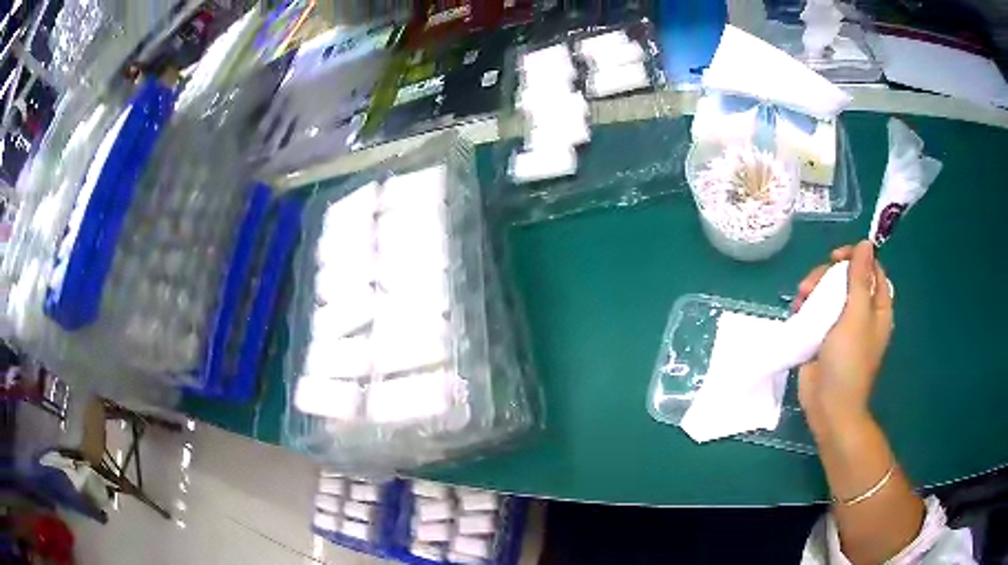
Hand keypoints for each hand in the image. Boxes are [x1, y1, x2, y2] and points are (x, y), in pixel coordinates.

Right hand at [794, 241, 893, 428]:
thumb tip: (866, 244)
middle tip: (810, 284)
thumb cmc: (849, 362)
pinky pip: (816, 311)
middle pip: (846, 279)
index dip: (855, 258)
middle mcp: (861, 314)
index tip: (835, 258)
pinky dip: (806, 307)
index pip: (871, 270)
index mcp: (877, 308)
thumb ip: (860, 279)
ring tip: (800, 299)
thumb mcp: (856, 316)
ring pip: (829, 293)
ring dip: (813, 290)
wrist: (828, 406)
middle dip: (827, 276)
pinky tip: (796, 311)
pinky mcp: (823, 337)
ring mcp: (841, 326)